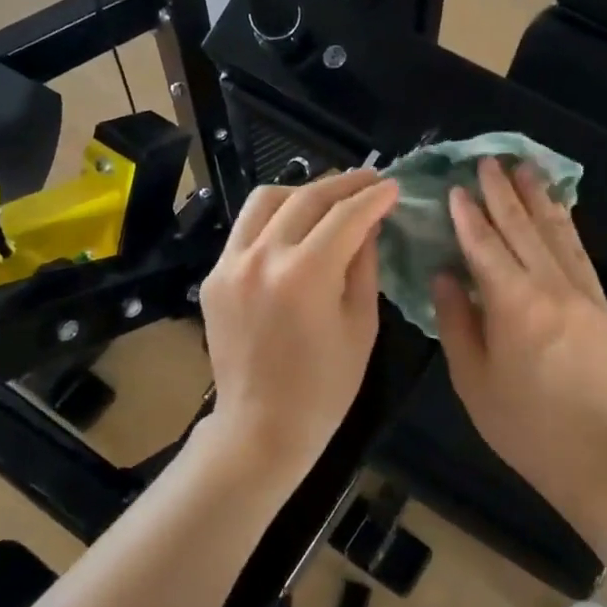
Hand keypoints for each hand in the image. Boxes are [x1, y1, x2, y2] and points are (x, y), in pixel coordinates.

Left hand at [196, 169, 397, 486]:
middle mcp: (263, 257)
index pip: (346, 216)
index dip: (373, 197)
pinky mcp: (214, 276)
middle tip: (370, 180)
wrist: (261, 426)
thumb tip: (369, 224)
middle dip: (344, 183)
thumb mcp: (361, 325)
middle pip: (306, 197)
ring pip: (266, 200)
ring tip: (329, 198)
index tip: (392, 187)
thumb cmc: (324, 387)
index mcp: (306, 274)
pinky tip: (293, 229)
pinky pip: (246, 229)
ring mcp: (230, 264)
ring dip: (302, 190)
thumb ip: (365, 265)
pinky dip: (273, 219)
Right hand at [433, 158, 606, 504]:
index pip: (485, 246)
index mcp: (513, 305)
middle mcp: (550, 287)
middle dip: (502, 192)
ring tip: (523, 167)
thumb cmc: (521, 423)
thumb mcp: (471, 377)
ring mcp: (581, 293)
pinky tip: (557, 208)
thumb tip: (444, 276)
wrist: (593, 453)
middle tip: (487, 160)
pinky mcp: (600, 304)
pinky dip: (565, 225)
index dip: (468, 216)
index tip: (455, 188)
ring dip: (537, 198)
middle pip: (522, 228)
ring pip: (556, 233)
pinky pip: (579, 253)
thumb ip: (456, 320)